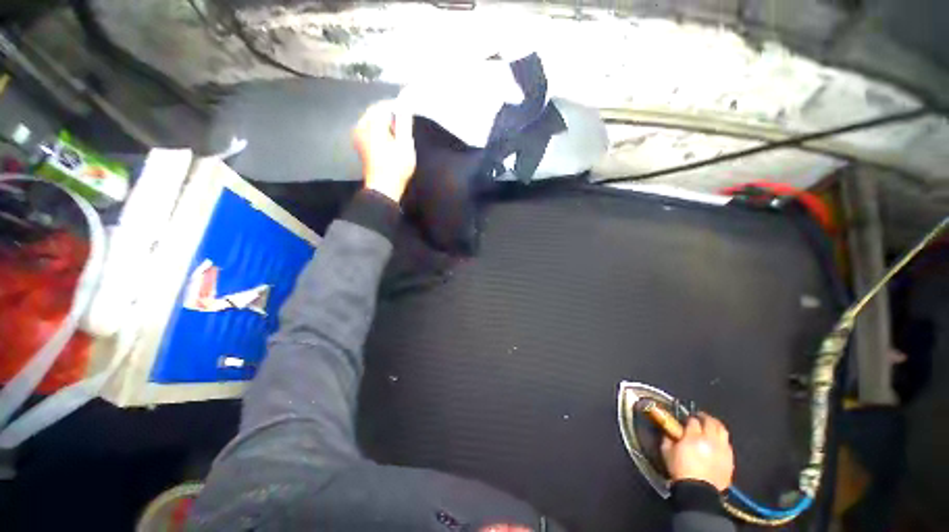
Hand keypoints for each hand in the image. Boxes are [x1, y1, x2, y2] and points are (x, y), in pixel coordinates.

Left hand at [353, 100, 415, 202]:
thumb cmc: (396, 167)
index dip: (397, 106)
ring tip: (398, 132)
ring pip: (372, 120)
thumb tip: (405, 105)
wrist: (383, 188)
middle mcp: (361, 126)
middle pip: (376, 112)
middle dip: (390, 114)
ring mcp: (358, 136)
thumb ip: (404, 122)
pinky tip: (389, 139)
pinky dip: (379, 130)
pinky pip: (369, 129)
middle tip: (404, 123)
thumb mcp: (405, 144)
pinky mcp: (360, 144)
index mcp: (371, 124)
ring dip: (385, 122)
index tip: (408, 110)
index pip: (384, 105)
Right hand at [661, 413, 734, 491]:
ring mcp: (722, 449)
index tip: (685, 421)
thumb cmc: (681, 471)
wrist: (698, 492)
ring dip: (715, 425)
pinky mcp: (730, 459)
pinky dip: (722, 439)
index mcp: (693, 437)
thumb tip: (669, 431)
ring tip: (710, 425)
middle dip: (704, 417)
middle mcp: (710, 440)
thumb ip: (668, 438)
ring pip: (722, 430)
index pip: (693, 421)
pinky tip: (717, 442)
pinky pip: (727, 443)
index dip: (688, 419)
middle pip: (710, 421)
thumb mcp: (667, 452)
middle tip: (698, 417)